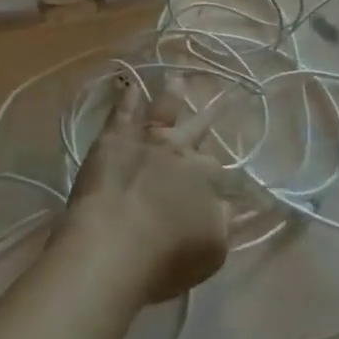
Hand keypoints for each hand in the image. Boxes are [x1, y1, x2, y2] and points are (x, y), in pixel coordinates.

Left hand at [62, 78, 233, 304]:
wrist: (111, 248)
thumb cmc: (164, 260)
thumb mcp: (212, 250)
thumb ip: (222, 222)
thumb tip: (227, 204)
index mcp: (205, 178)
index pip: (216, 169)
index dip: (216, 174)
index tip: (217, 177)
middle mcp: (179, 150)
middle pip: (196, 131)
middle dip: (208, 119)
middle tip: (220, 100)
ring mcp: (145, 139)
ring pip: (164, 109)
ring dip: (172, 94)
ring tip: (177, 79)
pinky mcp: (113, 138)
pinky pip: (122, 111)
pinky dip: (127, 96)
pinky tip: (129, 85)